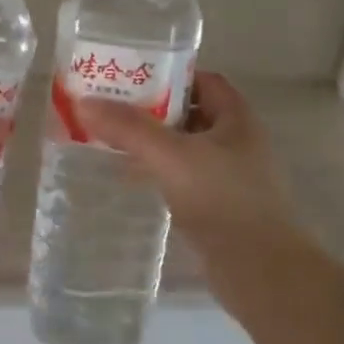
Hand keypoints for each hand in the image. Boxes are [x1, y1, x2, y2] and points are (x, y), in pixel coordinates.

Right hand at [76, 72, 290, 247]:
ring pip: (185, 149)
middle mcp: (237, 142)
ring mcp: (229, 177)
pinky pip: (183, 179)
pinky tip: (133, 181)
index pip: (204, 81)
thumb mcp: (171, 156)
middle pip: (190, 114)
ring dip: (153, 144)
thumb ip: (129, 129)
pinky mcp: (218, 207)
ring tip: (112, 141)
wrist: (258, 269)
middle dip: (152, 110)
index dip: (169, 75)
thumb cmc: (222, 200)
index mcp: (237, 119)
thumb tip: (85, 102)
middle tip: (111, 109)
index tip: (131, 78)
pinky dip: (159, 174)